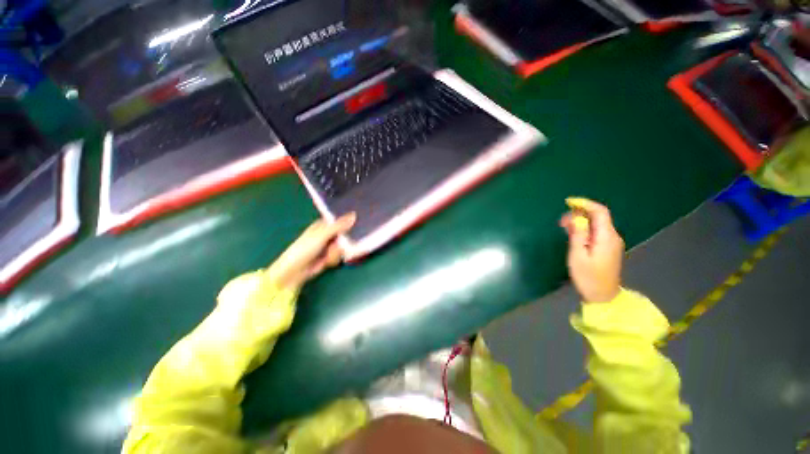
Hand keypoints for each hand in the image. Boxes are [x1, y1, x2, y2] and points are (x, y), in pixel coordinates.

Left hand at [266, 213, 356, 290]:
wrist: (294, 271)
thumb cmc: (304, 249)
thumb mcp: (322, 235)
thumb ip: (339, 226)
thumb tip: (354, 215)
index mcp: (323, 225)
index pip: (340, 220)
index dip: (348, 222)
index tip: (356, 225)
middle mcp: (327, 234)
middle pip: (345, 234)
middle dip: (343, 242)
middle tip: (337, 246)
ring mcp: (328, 246)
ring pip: (343, 246)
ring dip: (336, 253)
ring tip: (326, 256)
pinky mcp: (329, 256)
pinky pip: (339, 255)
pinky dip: (333, 259)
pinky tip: (325, 262)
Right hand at [560, 198, 623, 302]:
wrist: (603, 296)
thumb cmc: (588, 277)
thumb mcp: (578, 255)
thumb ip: (577, 235)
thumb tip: (576, 218)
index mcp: (606, 237)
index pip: (600, 212)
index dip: (585, 204)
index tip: (569, 202)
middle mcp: (612, 236)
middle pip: (598, 217)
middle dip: (579, 214)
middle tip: (561, 223)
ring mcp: (610, 242)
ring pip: (596, 224)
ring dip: (580, 222)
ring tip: (564, 228)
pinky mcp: (607, 248)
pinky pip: (596, 232)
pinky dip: (584, 229)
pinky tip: (573, 235)